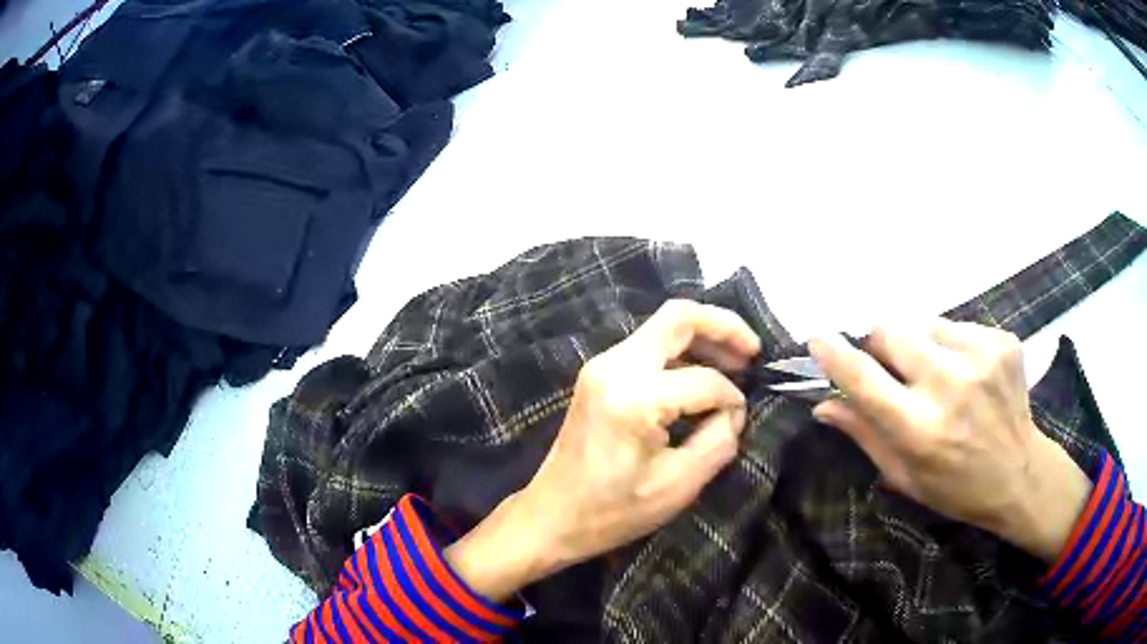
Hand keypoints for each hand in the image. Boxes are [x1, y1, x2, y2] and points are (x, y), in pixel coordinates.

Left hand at [446, 300, 759, 599]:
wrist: (551, 516)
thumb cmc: (613, 511)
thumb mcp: (678, 485)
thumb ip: (718, 439)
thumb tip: (734, 408)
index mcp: (634, 396)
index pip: (704, 380)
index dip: (732, 397)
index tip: (740, 419)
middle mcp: (614, 367)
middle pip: (678, 318)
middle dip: (723, 327)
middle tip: (754, 351)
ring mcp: (602, 366)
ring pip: (662, 327)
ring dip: (702, 337)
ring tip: (736, 361)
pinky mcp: (598, 375)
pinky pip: (648, 347)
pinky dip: (681, 353)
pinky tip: (701, 375)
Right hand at [809, 320, 1091, 562]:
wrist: (1021, 473)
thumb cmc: (956, 487)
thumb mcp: (904, 476)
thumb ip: (864, 434)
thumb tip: (824, 403)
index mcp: (921, 429)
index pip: (865, 378)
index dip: (835, 353)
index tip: (816, 337)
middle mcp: (950, 385)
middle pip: (891, 327)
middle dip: (879, 342)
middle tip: (891, 367)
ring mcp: (980, 357)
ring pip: (923, 322)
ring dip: (916, 343)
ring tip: (935, 374)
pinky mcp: (1001, 341)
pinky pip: (956, 327)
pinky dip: (949, 345)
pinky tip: (965, 374)